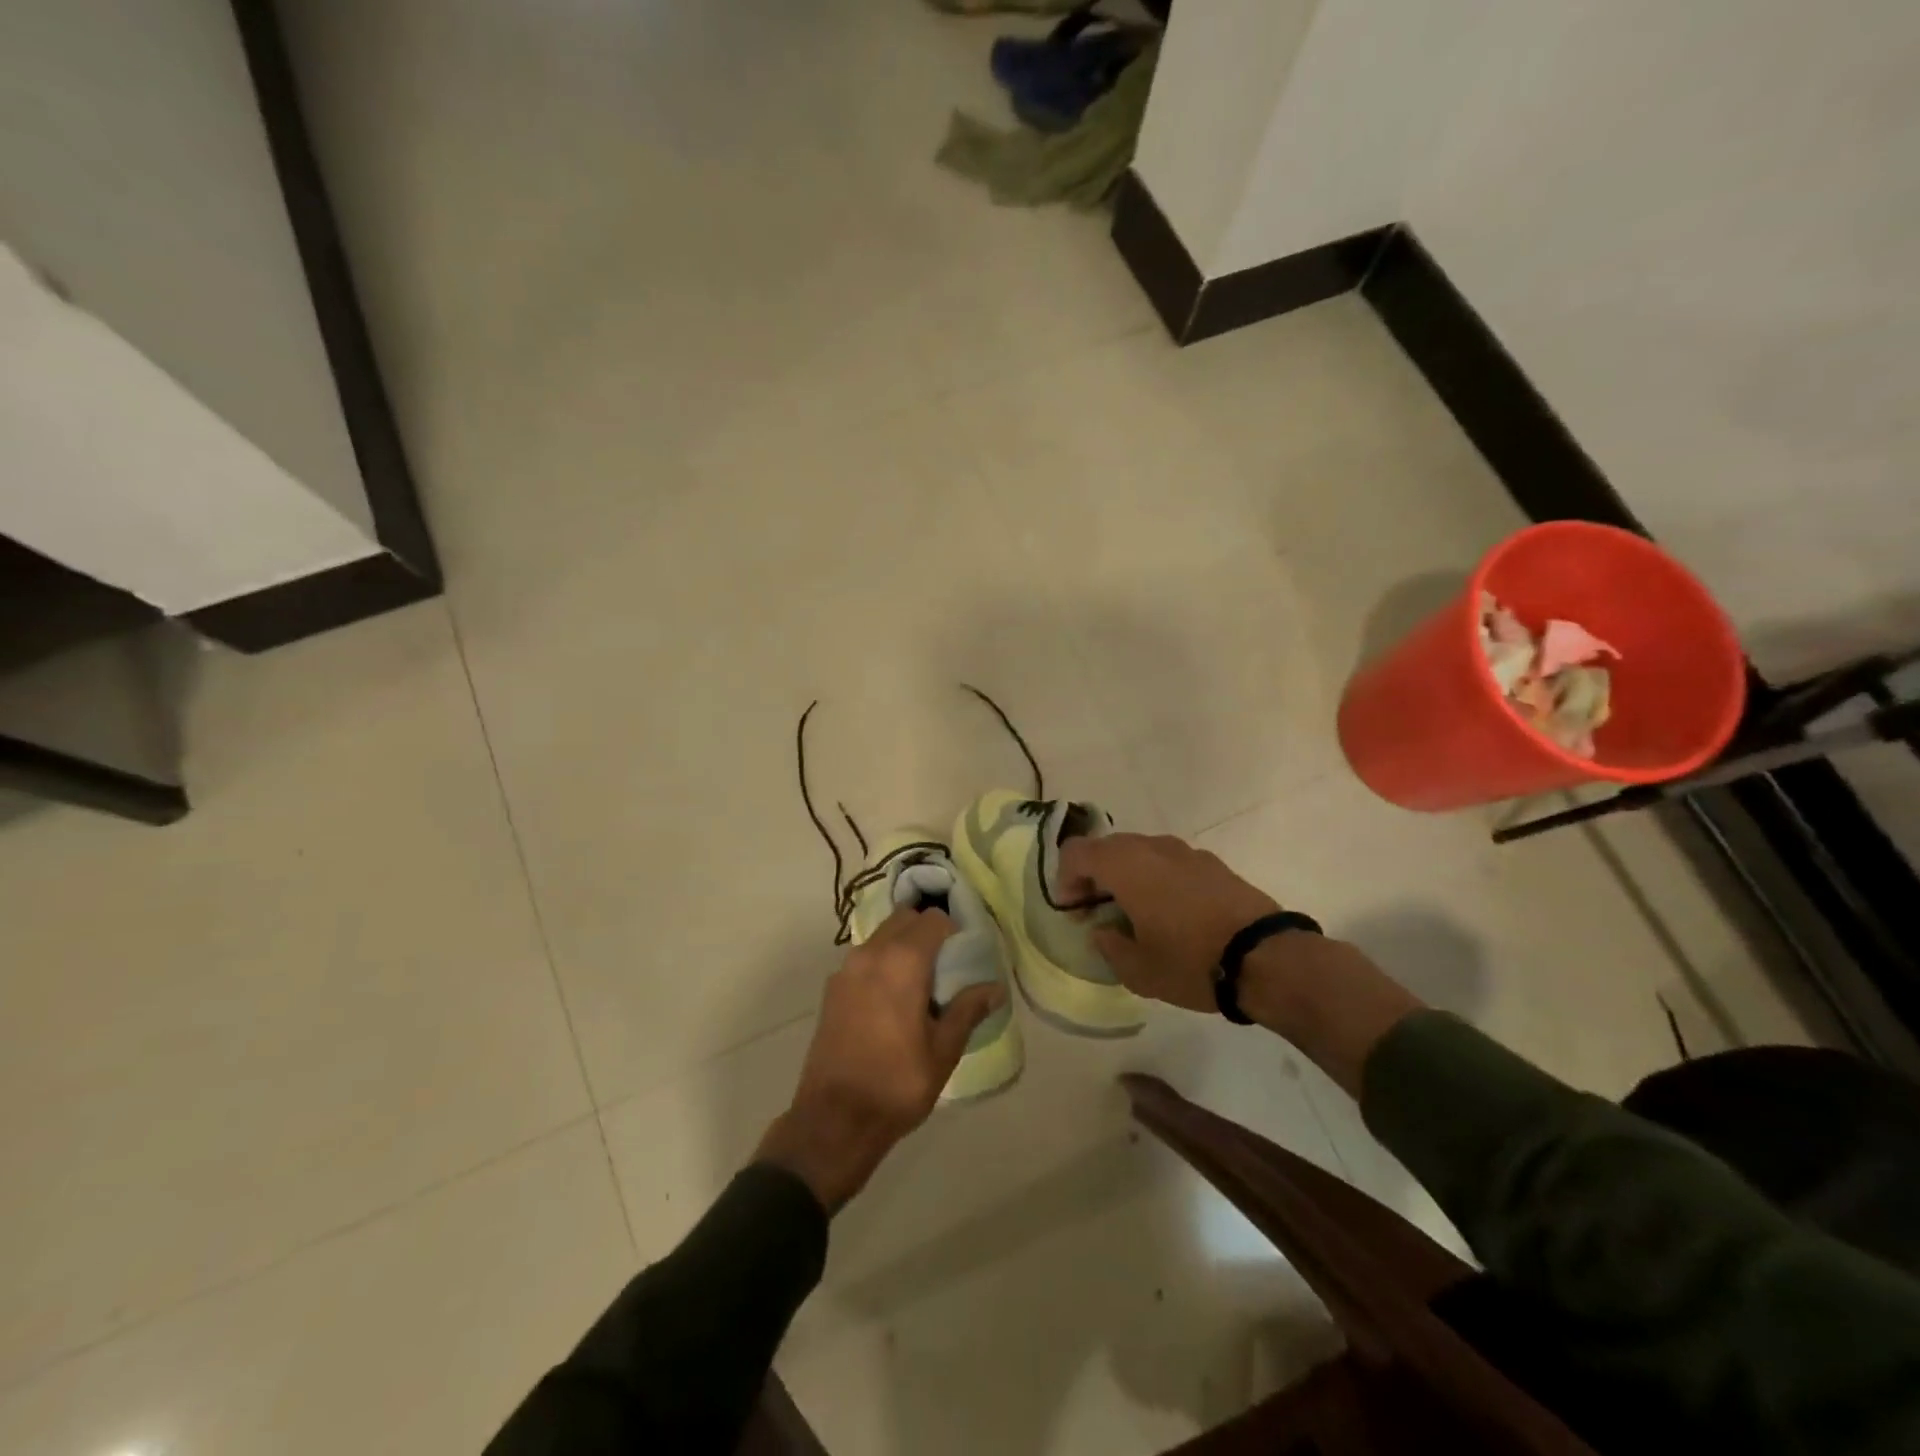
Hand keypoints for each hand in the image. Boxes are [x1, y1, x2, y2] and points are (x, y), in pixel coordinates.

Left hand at [757, 906, 1003, 1210]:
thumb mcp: (943, 1050)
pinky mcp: (832, 988)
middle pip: (905, 919)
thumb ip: (968, 1010)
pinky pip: (864, 958)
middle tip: (946, 964)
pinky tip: (892, 999)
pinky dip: (882, 962)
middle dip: (927, 931)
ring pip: (882, 936)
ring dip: (902, 945)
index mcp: (903, 961)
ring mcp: (846, 969)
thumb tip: (996, 988)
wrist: (834, 1119)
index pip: (934, 920)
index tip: (965, 952)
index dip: (953, 930)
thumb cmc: (897, 1083)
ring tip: (920, 982)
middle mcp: (871, 953)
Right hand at [1058, 833, 1280, 1012]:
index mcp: (1126, 866)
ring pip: (1140, 852)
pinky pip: (1169, 862)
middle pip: (1108, 847)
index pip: (1077, 852)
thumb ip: (1109, 945)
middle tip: (1096, 911)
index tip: (1073, 910)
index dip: (1065, 878)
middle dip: (1094, 875)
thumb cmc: (1191, 962)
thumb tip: (1103, 930)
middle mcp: (1152, 848)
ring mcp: (1186, 852)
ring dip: (1126, 875)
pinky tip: (1170, 912)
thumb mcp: (1138, 969)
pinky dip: (1156, 878)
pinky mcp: (1213, 863)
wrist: (1267, 958)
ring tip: (1134, 912)